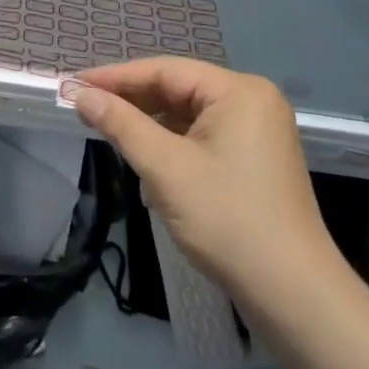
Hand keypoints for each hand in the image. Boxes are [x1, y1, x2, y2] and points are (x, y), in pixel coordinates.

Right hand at [65, 59, 347, 332]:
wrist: (294, 297)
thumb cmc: (228, 220)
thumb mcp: (165, 168)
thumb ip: (121, 124)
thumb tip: (81, 95)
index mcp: (238, 91)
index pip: (165, 71)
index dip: (115, 77)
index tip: (74, 84)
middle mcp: (252, 101)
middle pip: (178, 90)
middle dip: (132, 102)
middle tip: (85, 108)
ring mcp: (258, 132)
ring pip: (188, 115)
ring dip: (150, 126)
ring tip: (108, 133)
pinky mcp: (256, 160)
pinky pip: (203, 137)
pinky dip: (172, 146)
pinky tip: (147, 162)